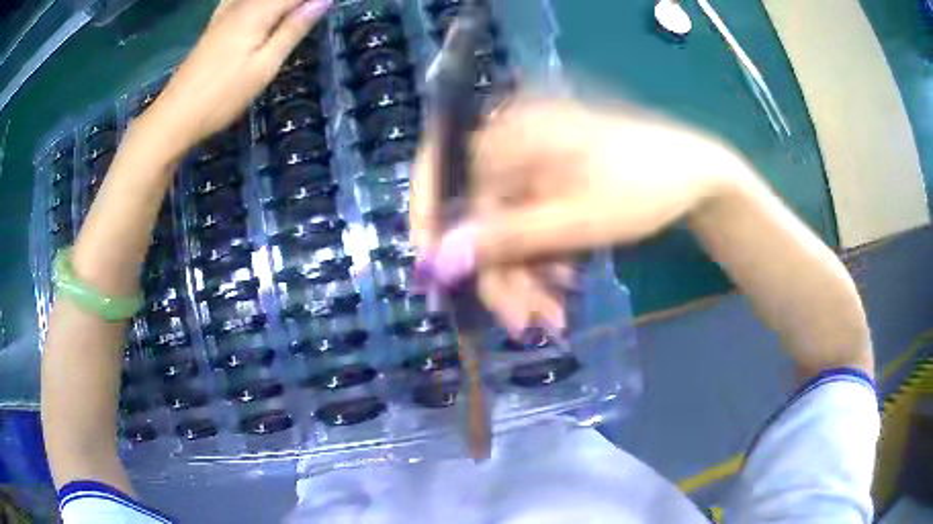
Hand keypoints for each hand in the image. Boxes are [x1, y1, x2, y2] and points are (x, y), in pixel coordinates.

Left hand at [138, 0, 330, 159]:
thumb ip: (293, 30)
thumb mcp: (265, 66)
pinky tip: (256, 9)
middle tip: (314, 11)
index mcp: (257, 12)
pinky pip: (238, 0)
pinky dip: (254, 3)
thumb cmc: (223, 97)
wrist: (175, 116)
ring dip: (278, 3)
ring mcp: (224, 14)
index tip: (329, 6)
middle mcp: (241, 5)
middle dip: (296, 3)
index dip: (314, 1)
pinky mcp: (214, 25)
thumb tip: (324, 0)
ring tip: (291, 13)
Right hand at [410, 96, 740, 335]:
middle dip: (498, 274)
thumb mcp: (577, 221)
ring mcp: (531, 160)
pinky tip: (563, 284)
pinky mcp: (547, 178)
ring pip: (503, 226)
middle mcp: (511, 139)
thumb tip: (437, 261)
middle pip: (475, 212)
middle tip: (523, 323)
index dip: (428, 224)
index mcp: (511, 130)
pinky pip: (527, 222)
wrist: (695, 176)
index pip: (437, 169)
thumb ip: (506, 239)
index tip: (436, 277)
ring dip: (524, 276)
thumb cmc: (644, 188)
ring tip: (554, 314)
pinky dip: (540, 259)